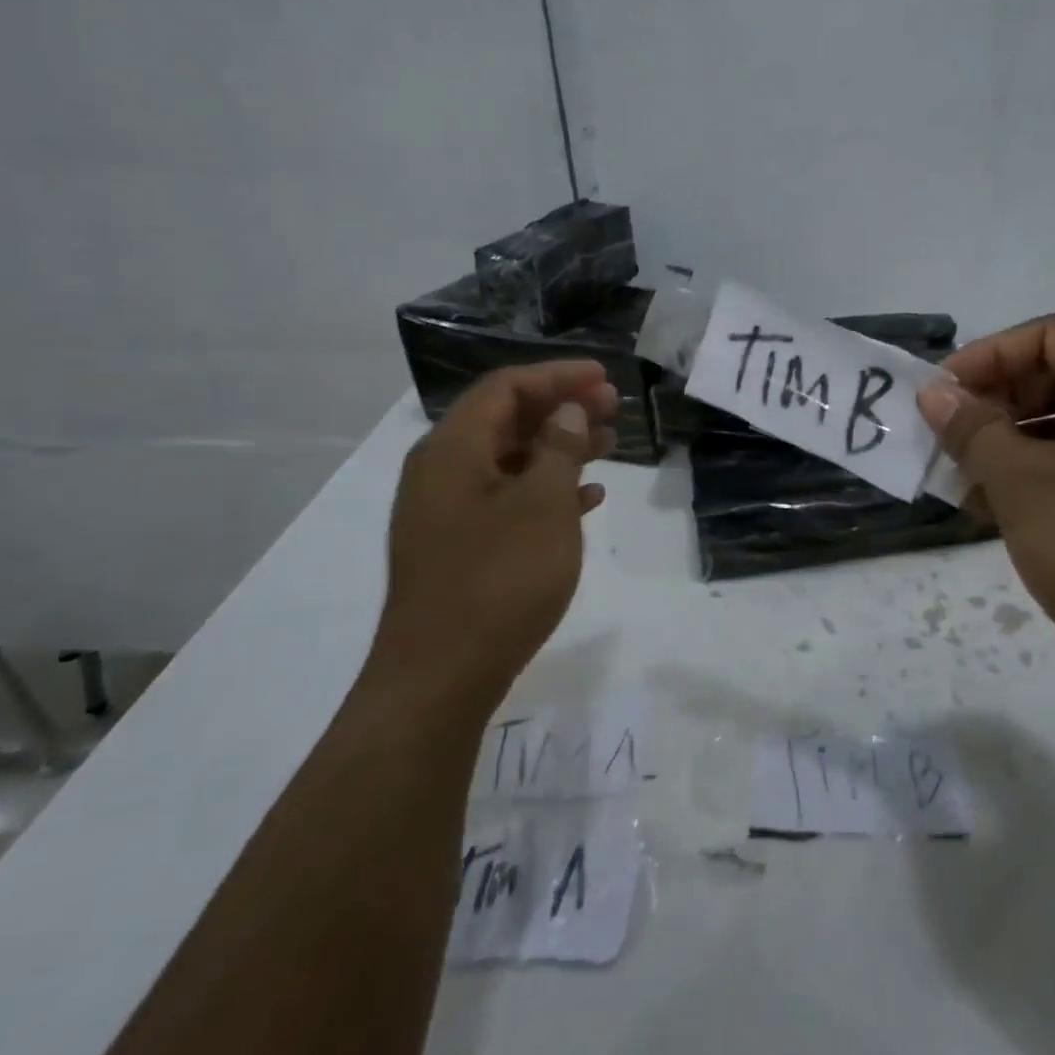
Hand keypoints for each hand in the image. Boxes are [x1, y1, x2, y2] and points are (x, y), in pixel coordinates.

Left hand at [370, 360, 618, 710]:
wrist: (440, 678)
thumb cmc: (498, 581)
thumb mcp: (542, 506)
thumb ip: (559, 450)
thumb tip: (568, 412)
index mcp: (451, 450)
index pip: (506, 387)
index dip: (558, 376)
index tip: (604, 377)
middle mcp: (441, 471)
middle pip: (506, 419)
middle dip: (562, 408)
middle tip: (614, 408)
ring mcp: (447, 511)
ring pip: (510, 459)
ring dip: (560, 448)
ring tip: (610, 448)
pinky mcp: (459, 545)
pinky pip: (506, 498)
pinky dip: (546, 489)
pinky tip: (587, 500)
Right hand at [917, 316, 1054, 706]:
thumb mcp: (1027, 484)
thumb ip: (974, 430)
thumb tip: (935, 393)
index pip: (1050, 335)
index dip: (987, 357)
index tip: (940, 396)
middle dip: (997, 405)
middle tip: (949, 440)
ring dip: (1012, 448)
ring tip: (964, 483)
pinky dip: (1042, 480)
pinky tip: (999, 512)